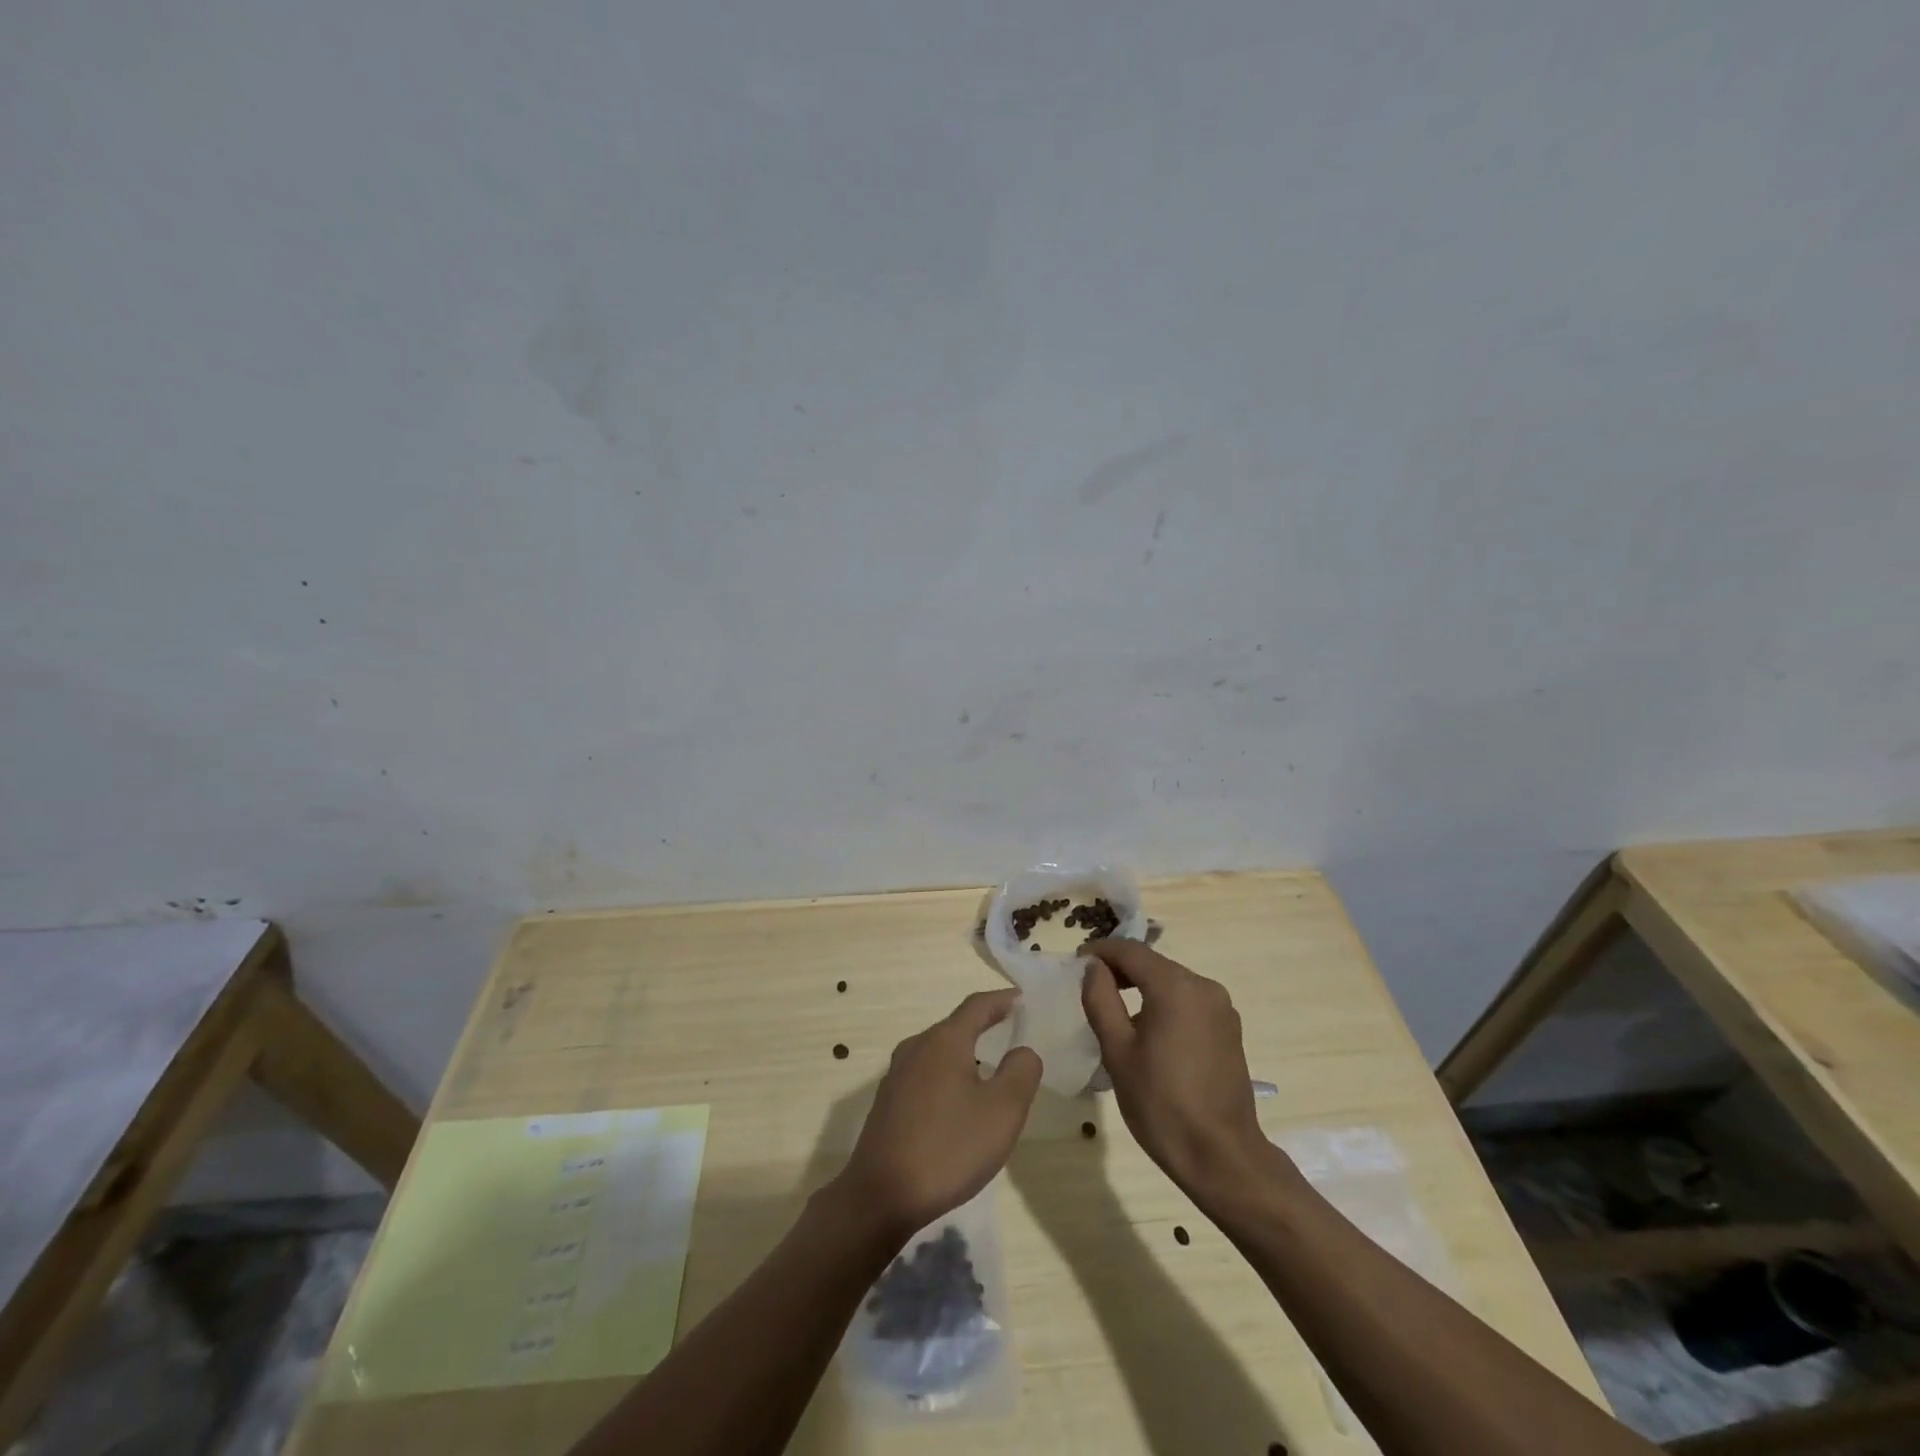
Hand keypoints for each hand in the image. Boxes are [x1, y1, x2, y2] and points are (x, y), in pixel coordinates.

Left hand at [837, 990, 1042, 1238]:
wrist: (881, 1196)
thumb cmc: (949, 1148)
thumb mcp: (1002, 1111)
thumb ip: (1021, 1072)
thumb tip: (1022, 1050)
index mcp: (944, 1041)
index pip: (977, 1006)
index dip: (1002, 1000)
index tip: (1022, 998)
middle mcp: (916, 1047)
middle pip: (955, 1027)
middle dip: (984, 1026)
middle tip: (1011, 1032)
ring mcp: (897, 1075)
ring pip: (939, 1053)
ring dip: (965, 1055)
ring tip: (989, 1070)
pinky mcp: (888, 1103)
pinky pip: (926, 1076)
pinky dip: (948, 1077)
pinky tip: (958, 1104)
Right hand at [1081, 940, 1278, 1198]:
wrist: (1221, 1156)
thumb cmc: (1161, 1103)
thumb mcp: (1117, 1050)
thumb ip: (1101, 999)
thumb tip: (1093, 968)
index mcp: (1175, 986)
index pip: (1131, 950)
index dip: (1100, 952)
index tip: (1076, 963)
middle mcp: (1204, 987)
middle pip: (1153, 964)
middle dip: (1121, 969)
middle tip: (1090, 987)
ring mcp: (1222, 1008)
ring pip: (1172, 982)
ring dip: (1142, 987)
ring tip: (1114, 1010)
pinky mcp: (1229, 1030)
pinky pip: (1189, 1002)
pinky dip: (1164, 1004)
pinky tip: (1148, 1031)